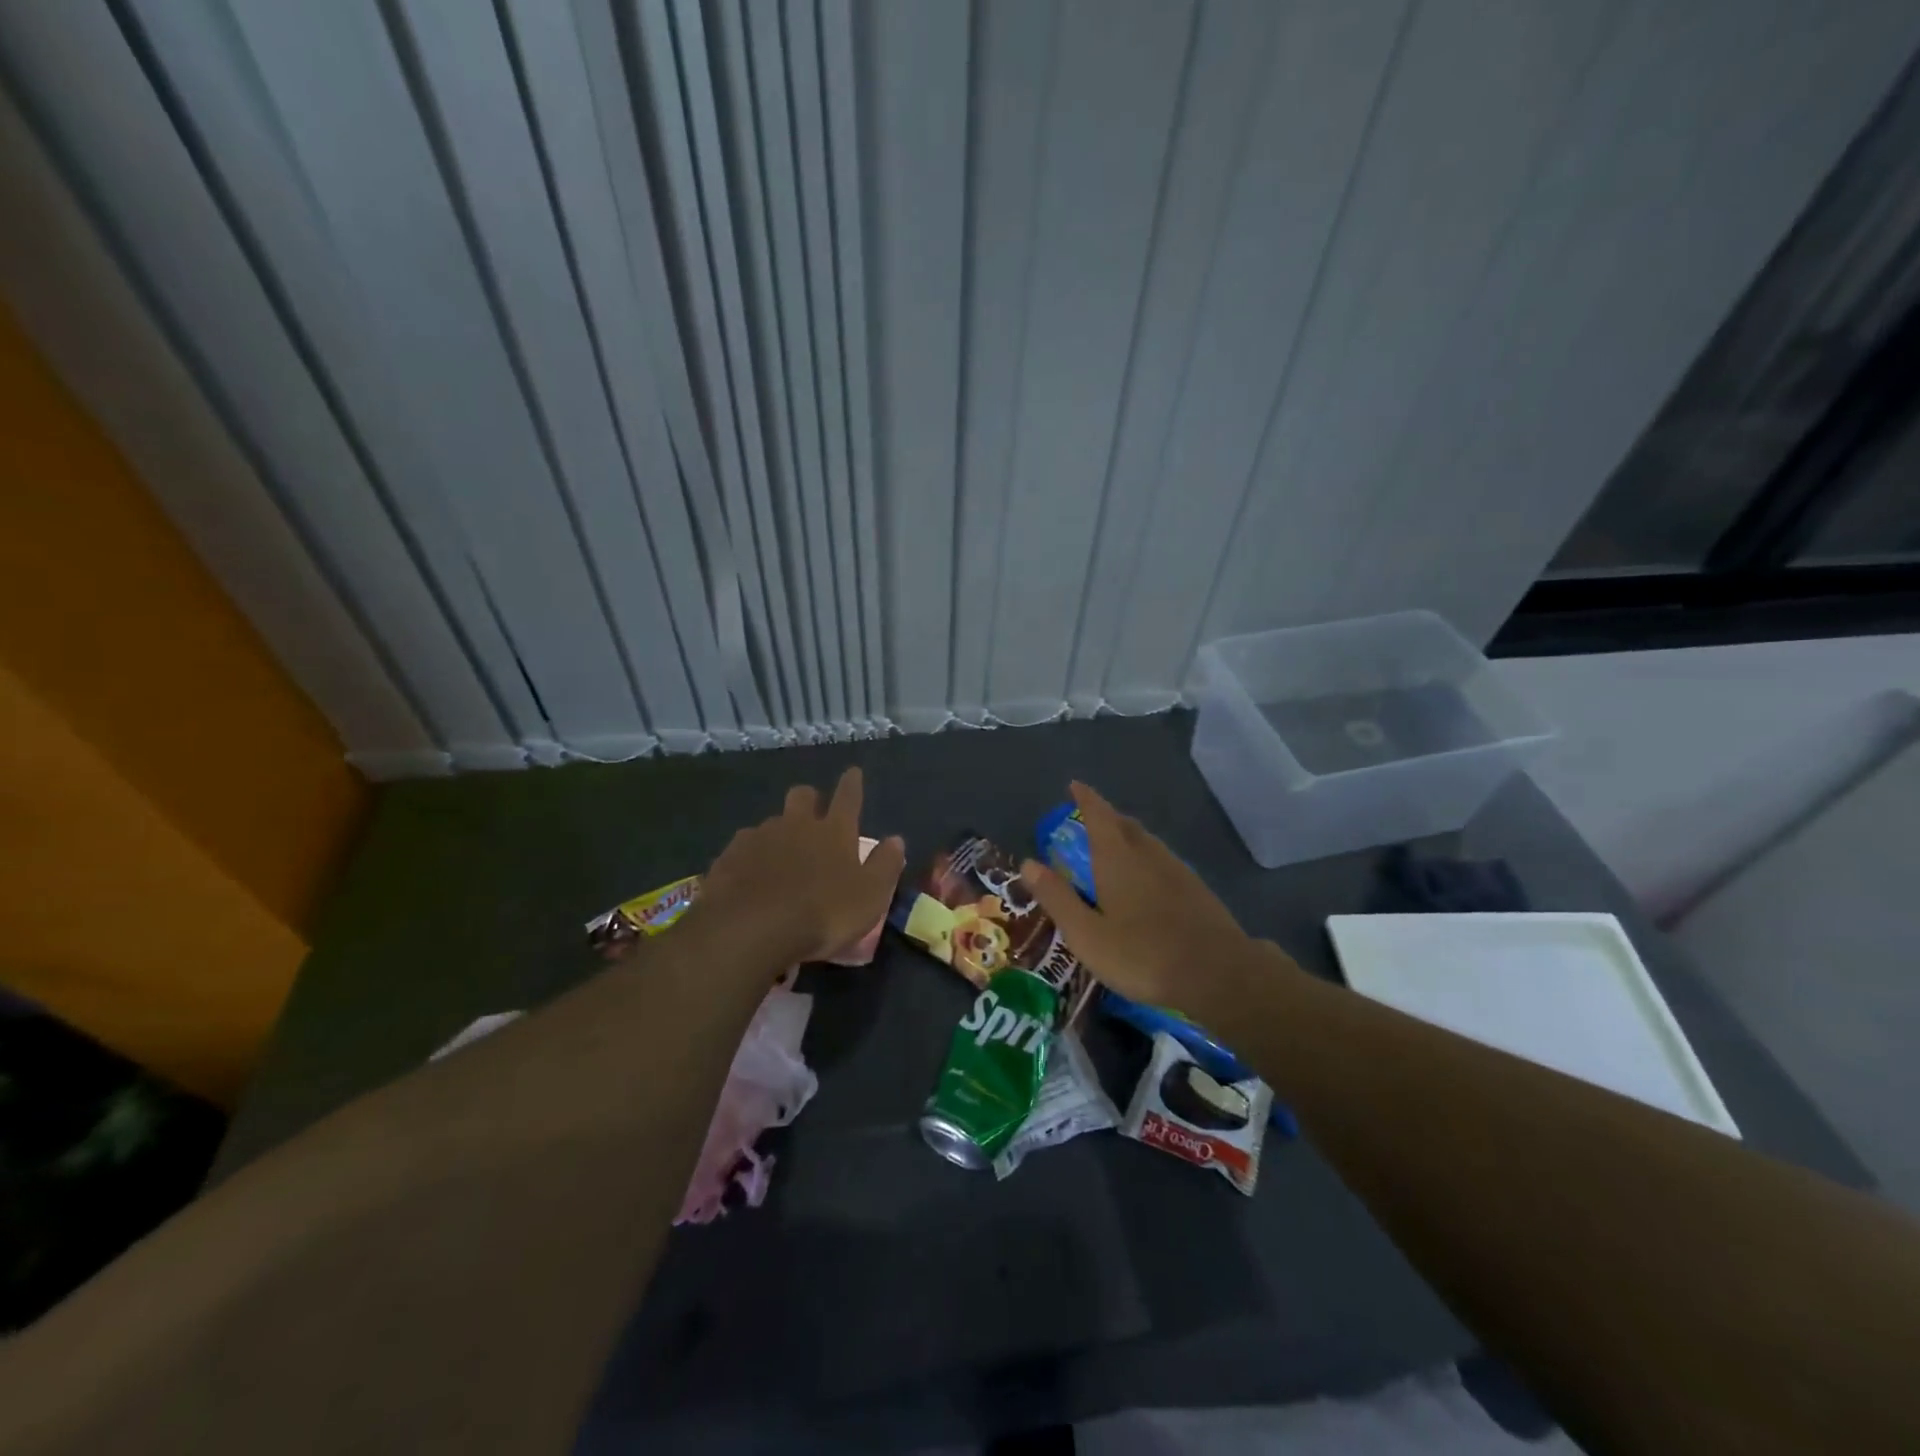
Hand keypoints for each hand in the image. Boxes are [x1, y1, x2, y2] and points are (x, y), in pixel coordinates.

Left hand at [697, 767, 905, 964]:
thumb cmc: (822, 914)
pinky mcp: (729, 857)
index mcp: (835, 832)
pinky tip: (749, 875)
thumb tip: (896, 840)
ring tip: (779, 856)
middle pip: (803, 795)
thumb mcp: (869, 896)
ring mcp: (759, 838)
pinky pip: (743, 847)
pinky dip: (751, 856)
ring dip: (779, 832)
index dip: (852, 783)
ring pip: (771, 821)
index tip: (853, 772)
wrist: (750, 930)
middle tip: (813, 813)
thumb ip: (884, 866)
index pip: (848, 797)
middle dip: (810, 799)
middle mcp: (796, 825)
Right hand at [1019, 781, 1261, 1015]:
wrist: (1219, 975)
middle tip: (1090, 818)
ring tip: (1115, 844)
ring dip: (1128, 835)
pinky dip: (1147, 857)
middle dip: (1106, 817)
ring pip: (1147, 842)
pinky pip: (1163, 860)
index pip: (1098, 816)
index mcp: (1117, 859)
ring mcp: (1176, 871)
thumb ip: (1057, 897)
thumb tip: (1027, 863)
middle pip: (1125, 825)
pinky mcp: (1196, 890)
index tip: (1075, 785)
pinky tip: (1148, 878)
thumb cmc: (1143, 954)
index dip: (1085, 798)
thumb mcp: (1087, 934)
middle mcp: (1147, 855)